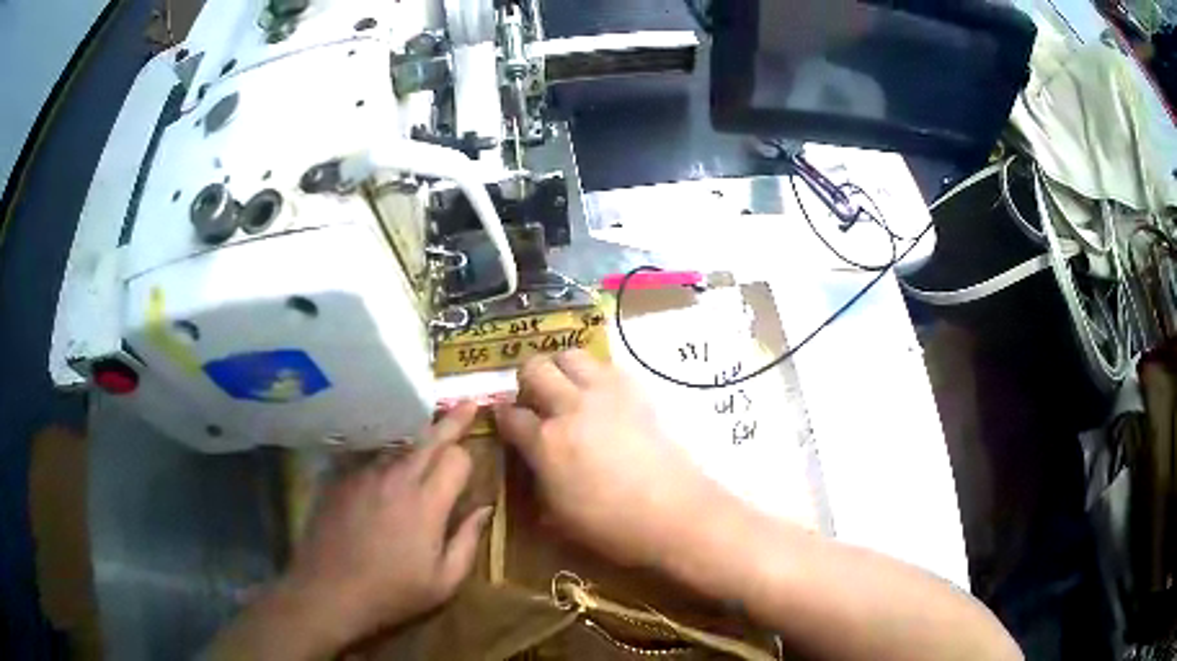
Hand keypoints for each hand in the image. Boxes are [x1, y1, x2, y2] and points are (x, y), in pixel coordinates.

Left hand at [278, 402, 490, 649]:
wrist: (329, 591)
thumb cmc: (392, 593)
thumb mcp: (444, 581)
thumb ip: (468, 541)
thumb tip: (485, 509)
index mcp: (427, 504)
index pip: (456, 457)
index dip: (468, 455)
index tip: (472, 457)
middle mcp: (396, 478)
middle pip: (429, 437)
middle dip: (451, 421)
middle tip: (467, 405)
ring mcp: (364, 475)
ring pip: (398, 445)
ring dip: (416, 441)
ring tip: (424, 439)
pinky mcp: (341, 479)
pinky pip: (370, 458)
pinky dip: (385, 458)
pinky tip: (385, 470)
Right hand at [494, 350, 724, 566]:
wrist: (675, 512)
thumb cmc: (613, 526)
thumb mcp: (559, 517)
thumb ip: (538, 482)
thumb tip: (533, 463)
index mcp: (547, 442)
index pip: (510, 415)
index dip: (503, 418)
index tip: (506, 424)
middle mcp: (570, 407)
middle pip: (534, 369)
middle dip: (527, 382)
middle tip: (536, 403)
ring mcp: (605, 393)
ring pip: (569, 355)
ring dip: (560, 369)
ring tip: (567, 391)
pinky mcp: (636, 390)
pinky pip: (605, 366)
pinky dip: (594, 375)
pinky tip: (602, 399)